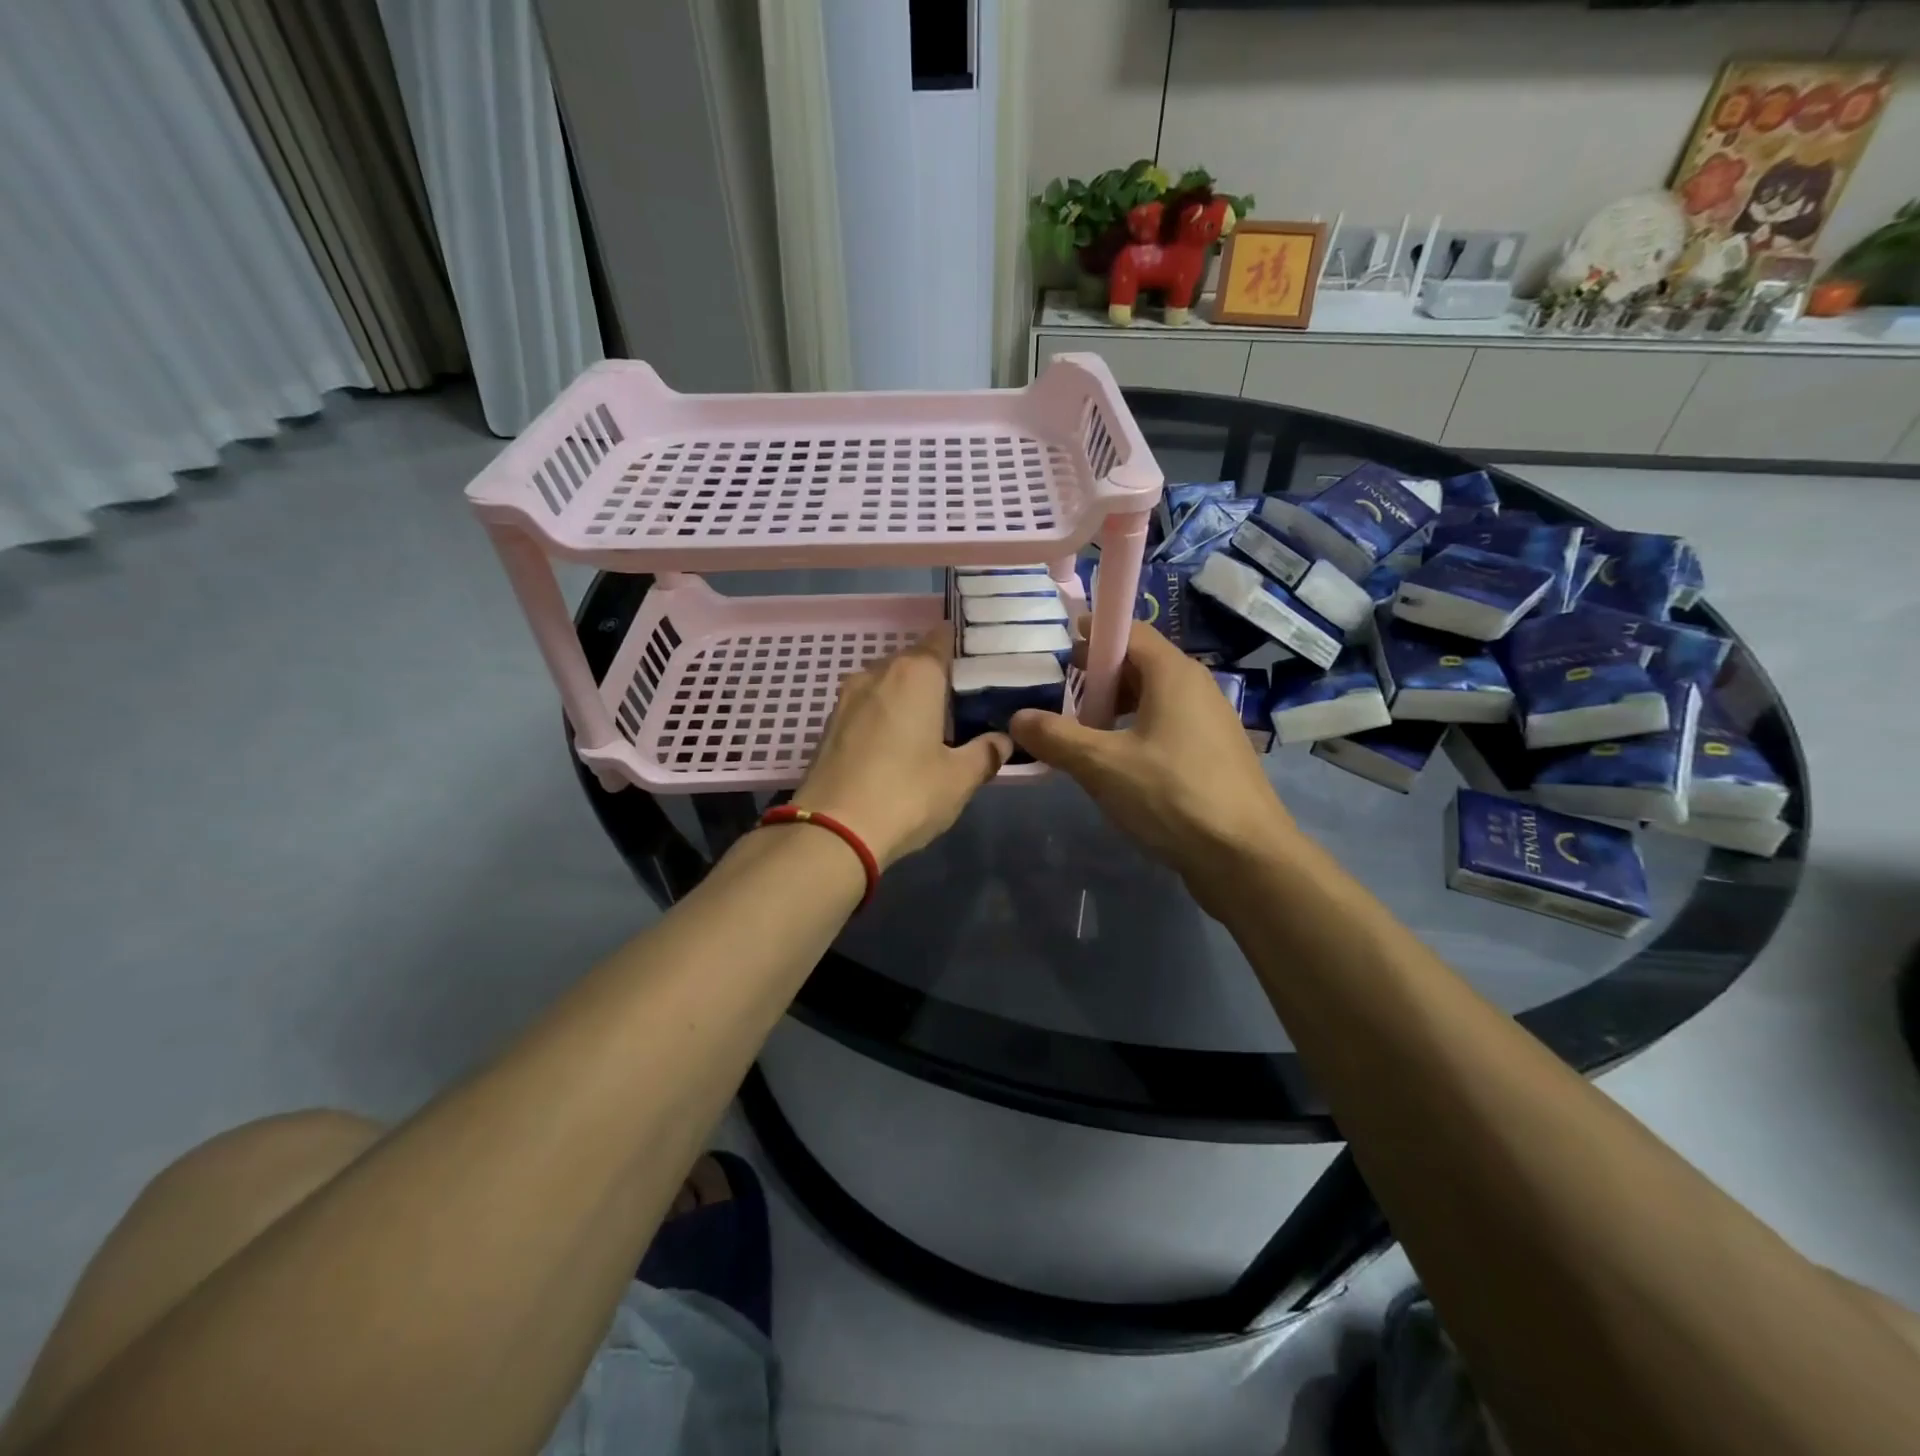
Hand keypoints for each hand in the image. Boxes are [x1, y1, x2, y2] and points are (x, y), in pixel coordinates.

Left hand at [792, 631, 1010, 868]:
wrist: (832, 831)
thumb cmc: (907, 794)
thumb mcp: (959, 779)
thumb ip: (986, 753)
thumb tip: (1003, 740)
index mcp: (916, 674)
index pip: (942, 638)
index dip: (963, 647)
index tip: (983, 664)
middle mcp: (878, 673)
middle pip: (915, 661)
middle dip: (939, 676)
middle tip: (966, 702)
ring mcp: (848, 697)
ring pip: (888, 683)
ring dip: (910, 697)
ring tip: (934, 724)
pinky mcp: (830, 724)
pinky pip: (868, 706)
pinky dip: (886, 715)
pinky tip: (899, 743)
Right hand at [1009, 620, 1302, 915]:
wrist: (1246, 857)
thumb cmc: (1172, 796)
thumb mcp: (1102, 765)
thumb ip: (1056, 737)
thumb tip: (1017, 718)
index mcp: (1173, 674)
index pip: (1129, 631)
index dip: (1093, 634)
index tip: (1060, 645)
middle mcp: (1196, 688)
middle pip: (1140, 664)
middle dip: (1098, 675)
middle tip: (1061, 694)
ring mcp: (1209, 722)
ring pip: (1152, 699)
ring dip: (1115, 708)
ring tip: (1081, 732)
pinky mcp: (1212, 755)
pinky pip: (1166, 727)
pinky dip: (1135, 731)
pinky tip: (1115, 764)